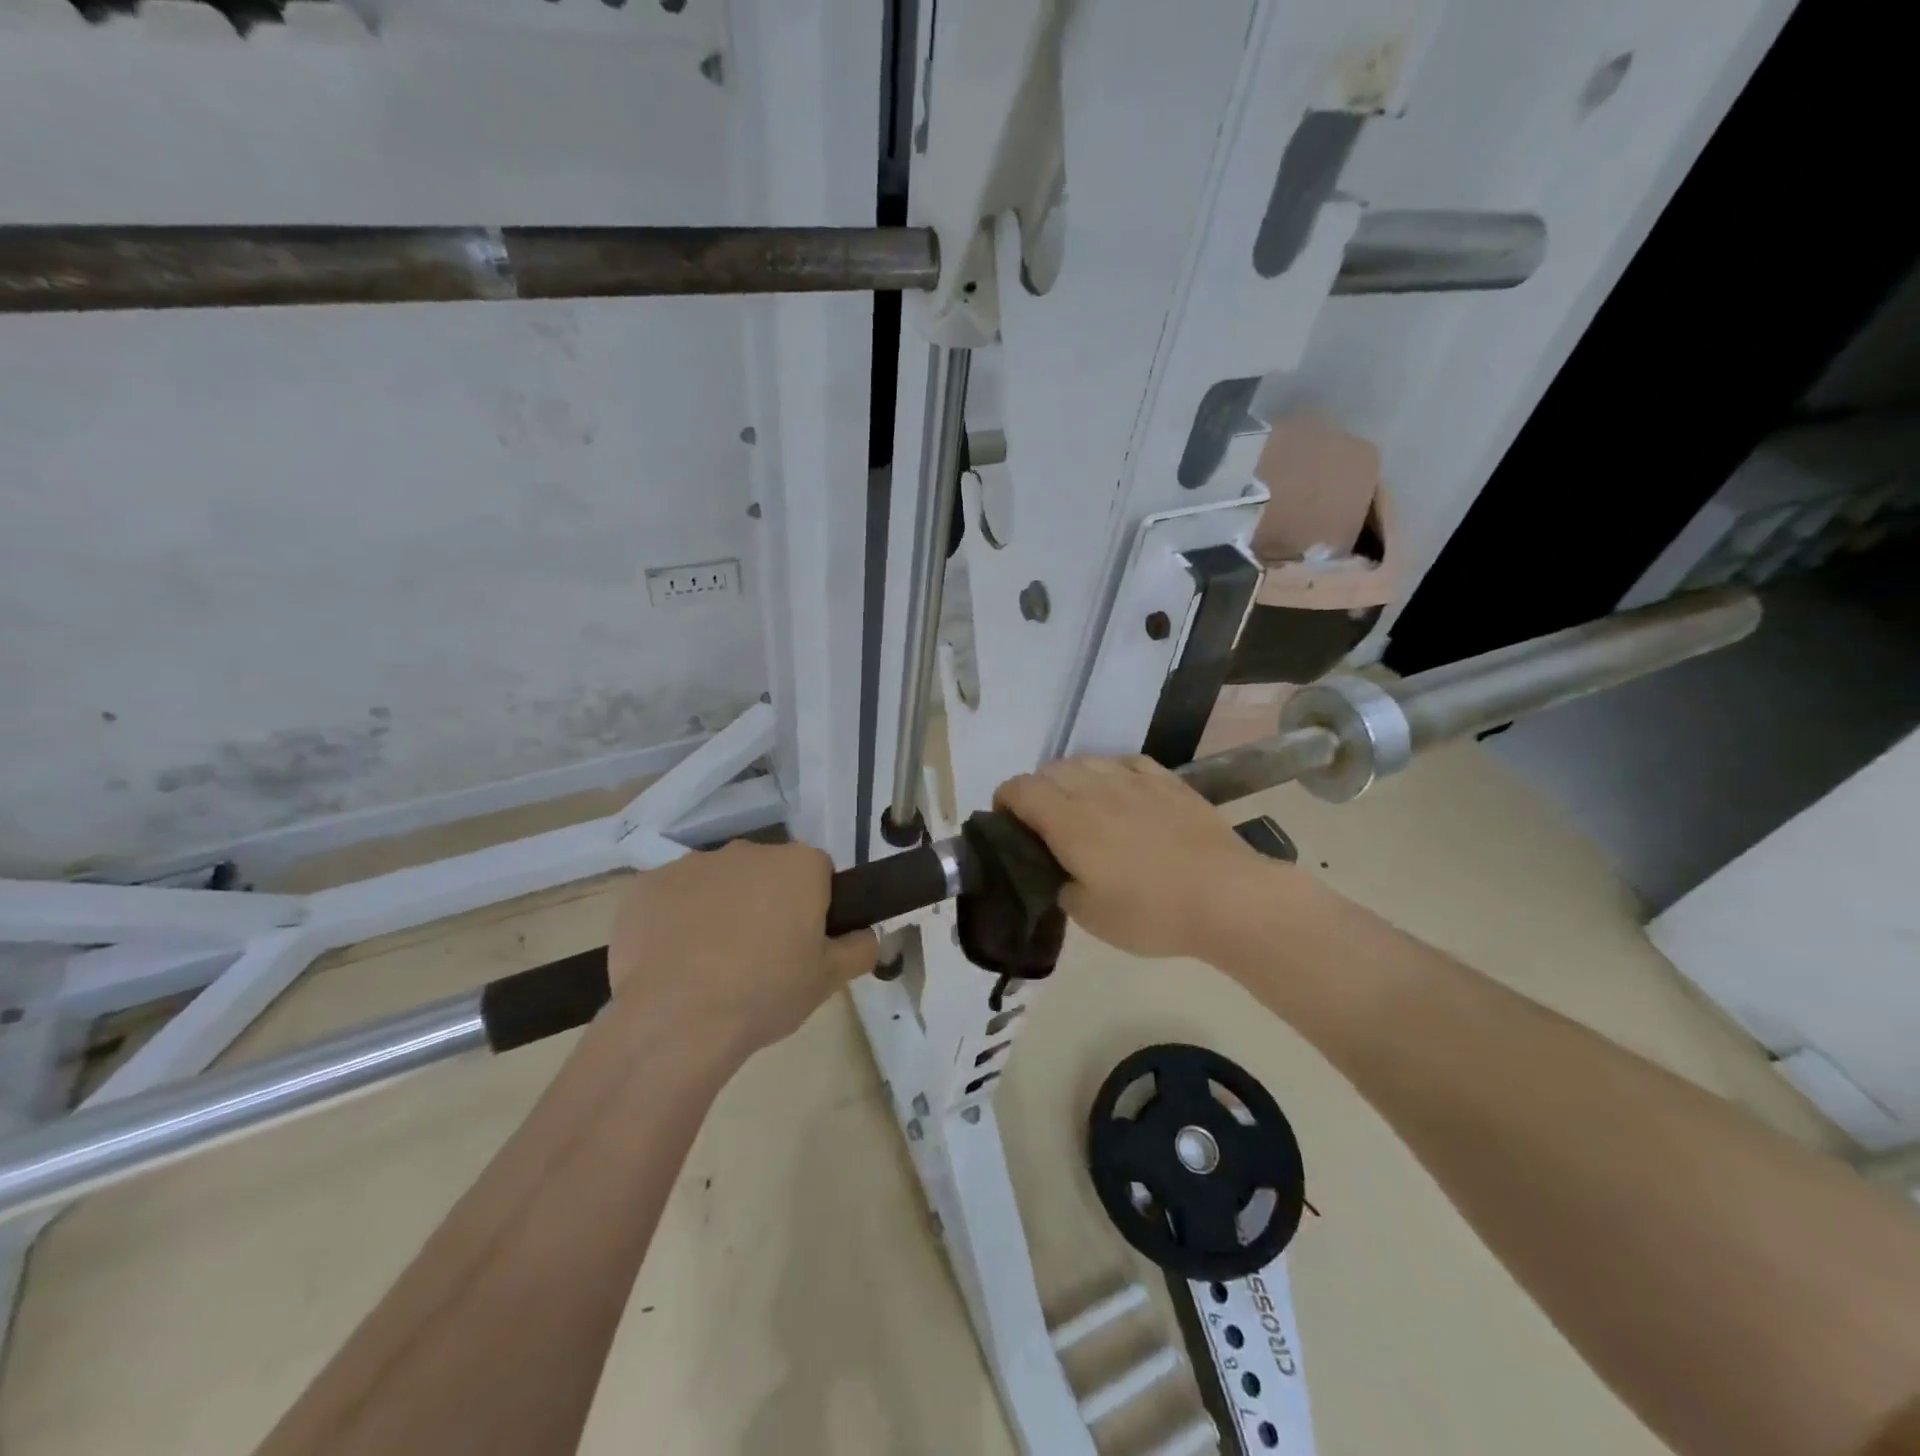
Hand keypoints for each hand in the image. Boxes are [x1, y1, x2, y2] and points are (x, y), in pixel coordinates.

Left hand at [605, 840, 877, 1059]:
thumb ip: (859, 949)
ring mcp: (692, 864)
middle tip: (760, 956)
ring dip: (719, 910)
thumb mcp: (829, 980)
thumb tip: (867, 935)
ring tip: (710, 965)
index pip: (818, 873)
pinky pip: (671, 898)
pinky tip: (671, 963)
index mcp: (798, 865)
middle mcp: (747, 851)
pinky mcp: (646, 886)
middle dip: (766, 903)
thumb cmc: (765, 993)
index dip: (814, 906)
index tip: (804, 941)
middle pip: (766, 873)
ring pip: (717, 884)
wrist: (675, 1020)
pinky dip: (675, 921)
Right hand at [994, 755, 1281, 959]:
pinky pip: (1125, 761)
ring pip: (1087, 760)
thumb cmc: (1151, 912)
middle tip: (1043, 824)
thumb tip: (1053, 870)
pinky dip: (1110, 771)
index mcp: (1068, 821)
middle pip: (1050, 770)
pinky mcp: (1167, 781)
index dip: (1004, 801)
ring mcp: (1134, 780)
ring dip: (1071, 778)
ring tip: (1081, 805)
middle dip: (1036, 791)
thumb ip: (1058, 886)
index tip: (1007, 825)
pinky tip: (1119, 790)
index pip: (1020, 789)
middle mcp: (1095, 789)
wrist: (1226, 897)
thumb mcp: (1089, 915)